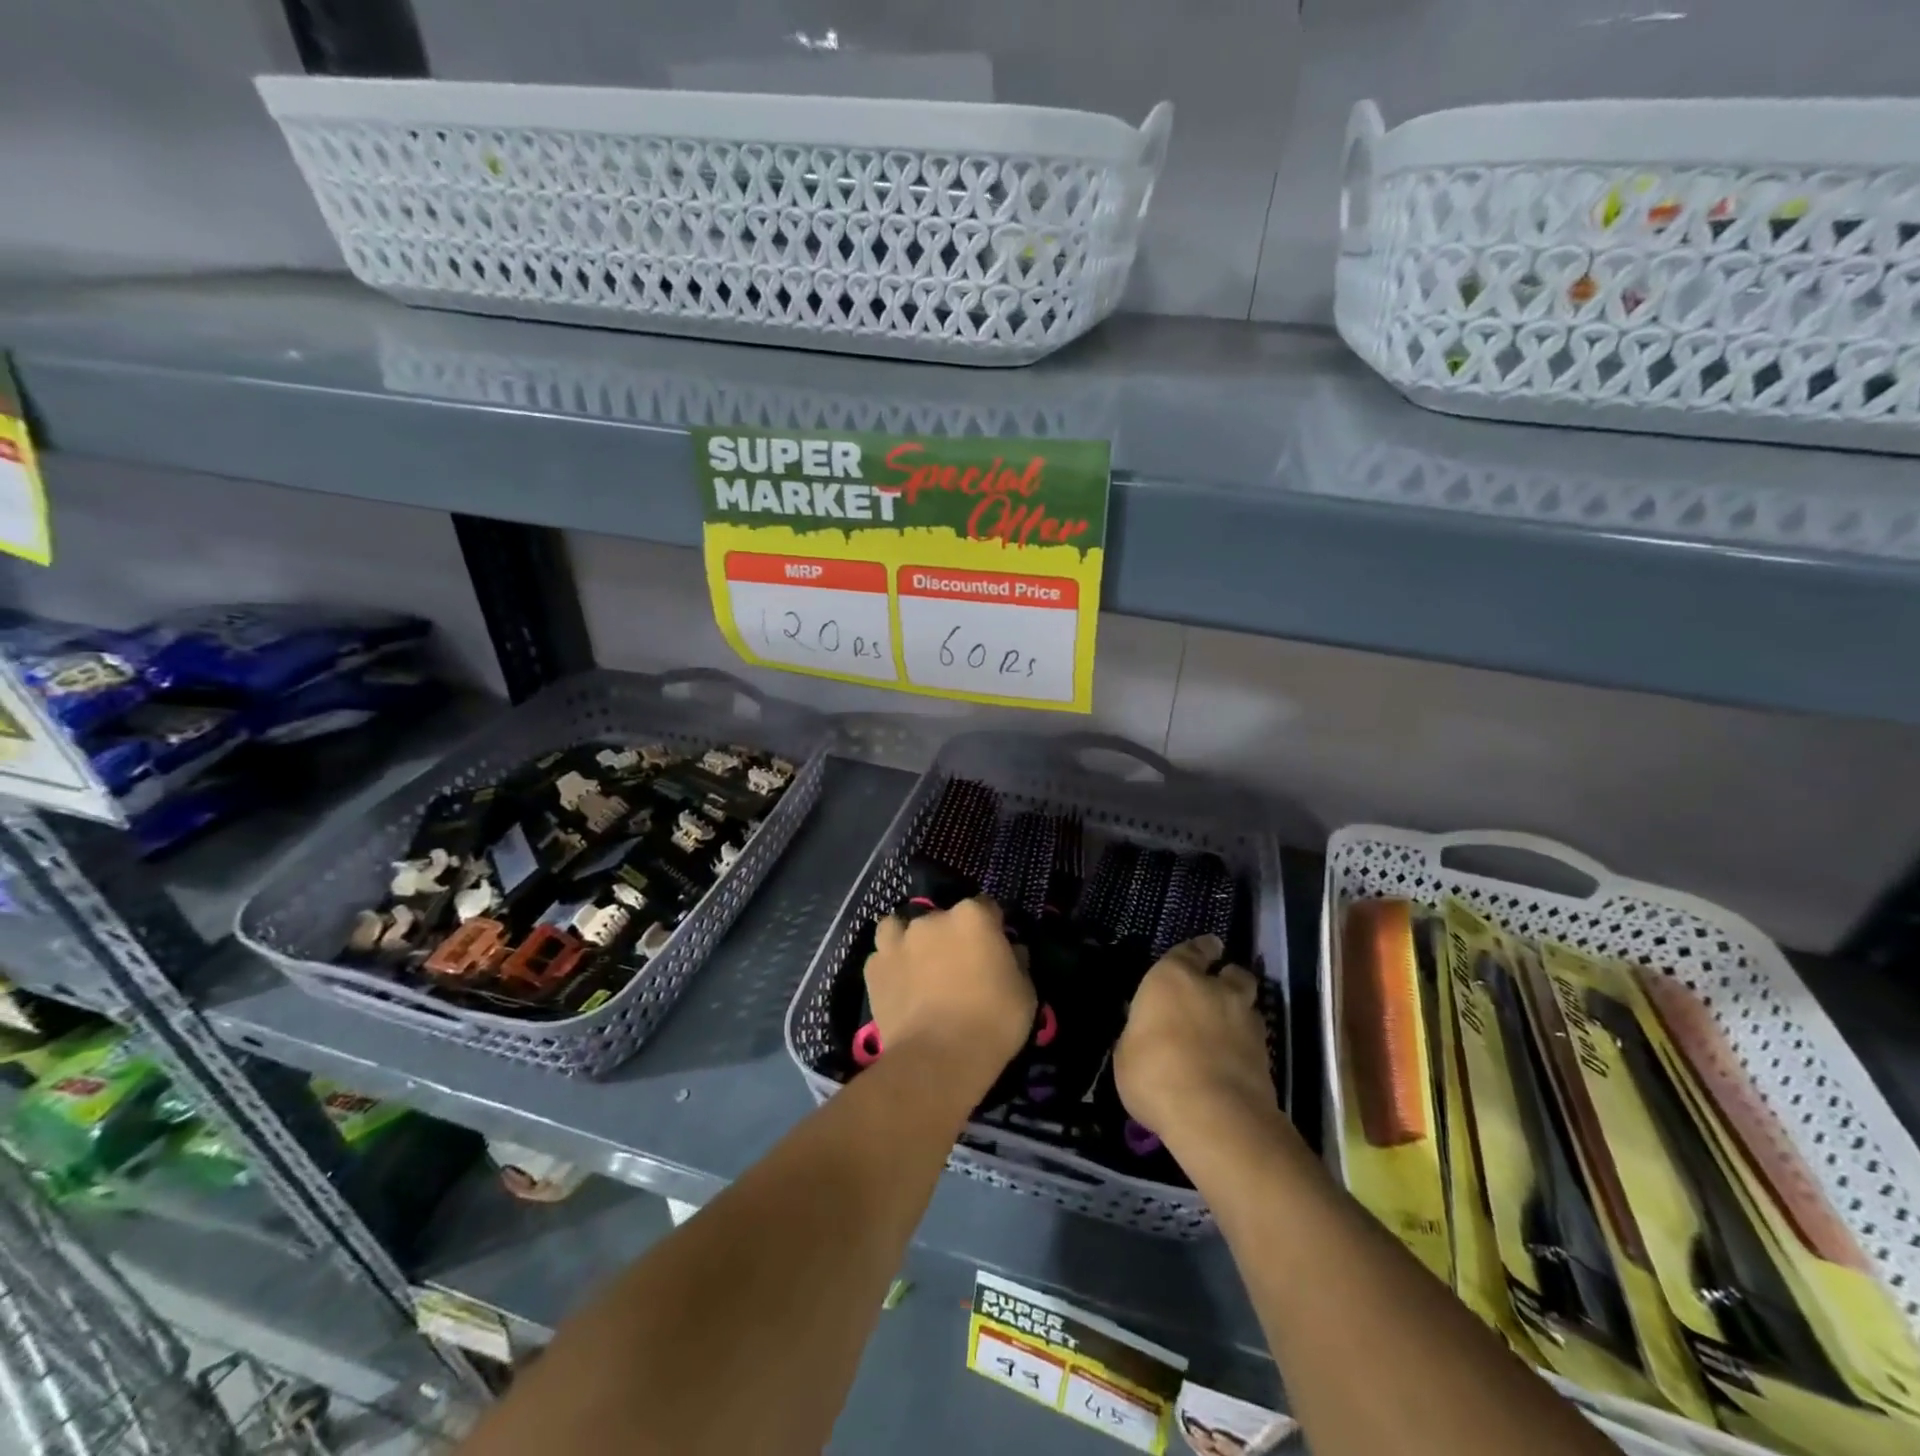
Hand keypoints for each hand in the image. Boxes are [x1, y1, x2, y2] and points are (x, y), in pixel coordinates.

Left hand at [864, 897, 1035, 1090]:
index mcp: (973, 917)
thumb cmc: (993, 1022)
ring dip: (910, 941)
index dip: (991, 928)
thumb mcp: (1025, 992)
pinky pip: (882, 957)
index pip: (986, 908)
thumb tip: (1011, 951)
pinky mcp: (874, 967)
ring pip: (901, 927)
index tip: (995, 950)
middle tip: (958, 967)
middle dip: (951, 936)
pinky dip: (890, 966)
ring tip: (918, 966)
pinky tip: (898, 986)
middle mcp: (933, 919)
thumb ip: (1016, 962)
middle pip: (943, 918)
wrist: (939, 1059)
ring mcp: (899, 940)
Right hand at [1115, 935, 1276, 1144]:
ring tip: (1225, 1032)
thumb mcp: (1126, 1053)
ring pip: (1248, 1006)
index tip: (1206, 949)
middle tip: (1217, 992)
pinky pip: (1255, 1040)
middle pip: (1232, 973)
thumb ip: (1140, 1034)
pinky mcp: (1267, 1056)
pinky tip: (1232, 1062)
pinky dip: (1246, 1047)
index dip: (1199, 950)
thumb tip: (1145, 1033)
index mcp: (1173, 978)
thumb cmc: (1155, 1073)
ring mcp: (1246, 1022)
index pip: (1191, 950)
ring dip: (1238, 1013)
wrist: (1214, 1116)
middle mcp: (1214, 990)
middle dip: (1227, 978)